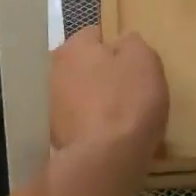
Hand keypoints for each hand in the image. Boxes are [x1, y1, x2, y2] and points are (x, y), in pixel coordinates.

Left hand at [50, 27, 168, 157]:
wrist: (106, 160)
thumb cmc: (128, 100)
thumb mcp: (144, 59)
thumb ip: (133, 43)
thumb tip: (123, 42)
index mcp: (73, 47)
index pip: (97, 35)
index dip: (119, 48)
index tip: (135, 65)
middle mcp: (54, 71)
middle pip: (86, 65)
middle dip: (104, 74)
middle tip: (131, 90)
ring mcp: (51, 106)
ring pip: (82, 94)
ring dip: (98, 101)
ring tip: (123, 118)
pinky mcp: (55, 136)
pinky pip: (81, 122)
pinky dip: (93, 126)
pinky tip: (111, 137)